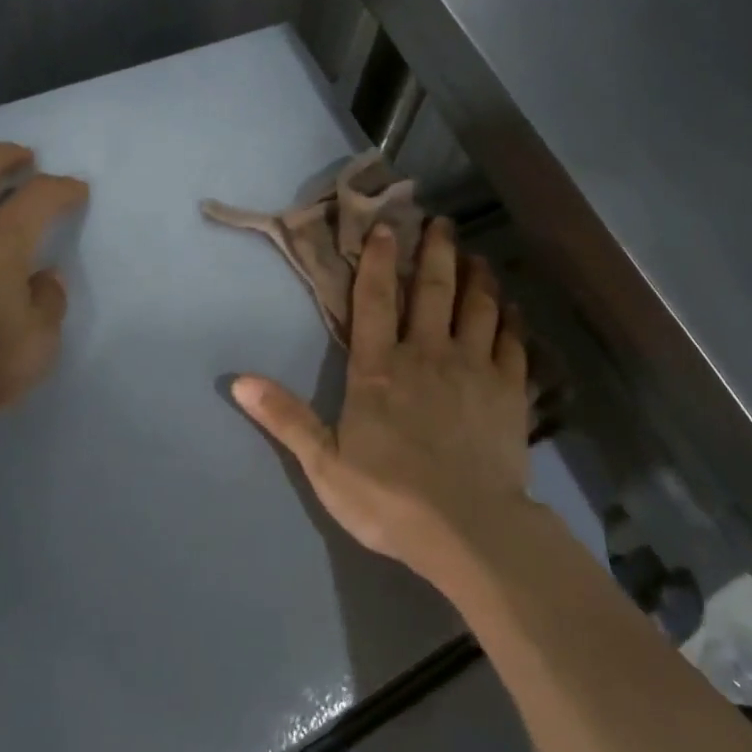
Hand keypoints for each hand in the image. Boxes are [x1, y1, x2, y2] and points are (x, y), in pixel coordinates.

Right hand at [232, 218, 532, 584]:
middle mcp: (427, 354)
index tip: (385, 228)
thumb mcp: (323, 462)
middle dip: (437, 251)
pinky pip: (513, 342)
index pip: (375, 300)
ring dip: (478, 276)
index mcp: (379, 369)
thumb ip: (286, 417)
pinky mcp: (510, 391)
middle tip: (443, 222)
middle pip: (434, 289)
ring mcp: (474, 368)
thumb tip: (237, 381)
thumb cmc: (387, 497)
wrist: (466, 529)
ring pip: (479, 306)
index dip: (378, 260)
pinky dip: (512, 320)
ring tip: (478, 256)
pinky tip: (513, 309)